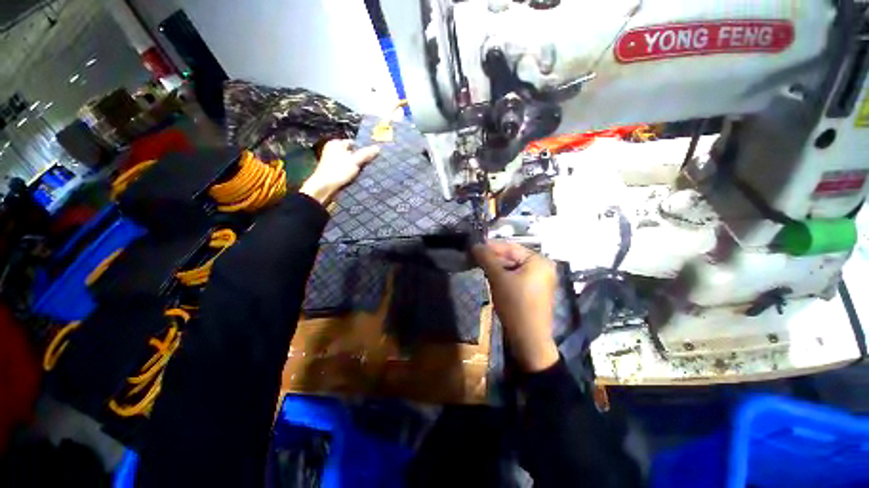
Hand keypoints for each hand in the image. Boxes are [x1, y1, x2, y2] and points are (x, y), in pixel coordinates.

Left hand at [300, 140, 379, 204]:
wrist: (324, 188)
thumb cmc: (338, 171)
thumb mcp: (355, 161)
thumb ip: (366, 154)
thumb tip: (377, 148)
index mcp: (335, 143)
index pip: (353, 143)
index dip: (362, 150)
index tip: (370, 158)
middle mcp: (332, 150)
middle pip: (351, 153)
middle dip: (359, 159)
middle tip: (368, 166)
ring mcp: (331, 161)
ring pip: (349, 162)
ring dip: (356, 167)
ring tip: (363, 172)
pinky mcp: (332, 171)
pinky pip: (345, 169)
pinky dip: (350, 172)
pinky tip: (355, 177)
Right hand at [473, 242, 558, 371]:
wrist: (528, 338)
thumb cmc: (515, 303)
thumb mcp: (498, 278)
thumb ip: (486, 258)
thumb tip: (475, 245)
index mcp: (538, 260)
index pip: (510, 247)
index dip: (491, 246)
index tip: (473, 246)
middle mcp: (542, 267)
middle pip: (512, 256)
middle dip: (493, 257)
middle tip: (474, 257)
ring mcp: (539, 279)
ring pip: (513, 267)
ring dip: (496, 267)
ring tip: (479, 266)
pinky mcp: (533, 290)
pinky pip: (516, 277)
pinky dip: (503, 276)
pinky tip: (490, 277)